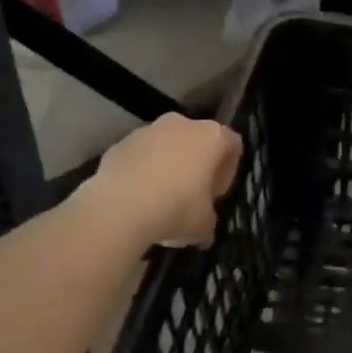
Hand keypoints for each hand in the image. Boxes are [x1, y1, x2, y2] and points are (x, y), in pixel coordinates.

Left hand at [77, 114, 242, 247]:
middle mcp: (182, 124)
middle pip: (197, 141)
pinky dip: (140, 172)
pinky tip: (136, 199)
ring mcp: (147, 130)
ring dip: (166, 167)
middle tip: (191, 195)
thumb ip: (209, 218)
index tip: (215, 195)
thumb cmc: (176, 209)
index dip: (227, 171)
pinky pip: (138, 156)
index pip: (232, 145)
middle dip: (195, 165)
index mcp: (212, 136)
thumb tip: (203, 228)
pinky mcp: (119, 143)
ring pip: (165, 146)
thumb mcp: (205, 224)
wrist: (119, 209)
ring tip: (159, 200)